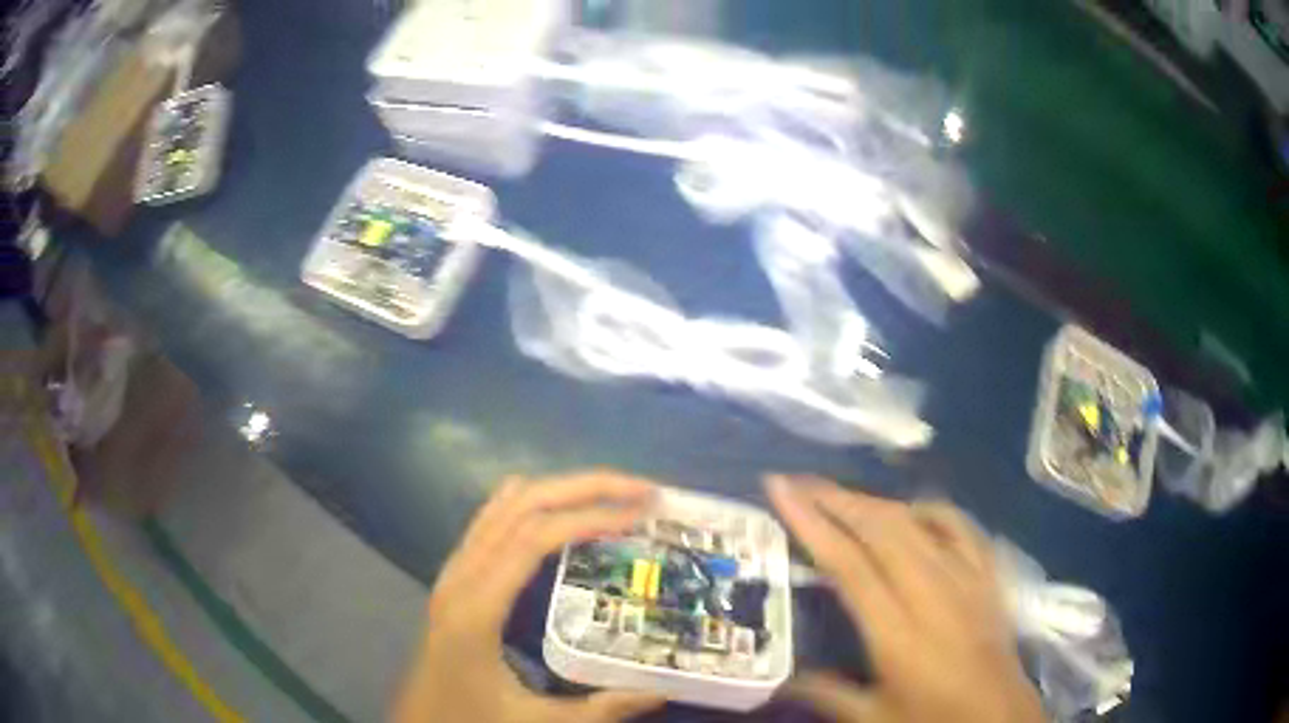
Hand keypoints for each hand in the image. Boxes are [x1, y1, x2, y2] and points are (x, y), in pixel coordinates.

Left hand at [392, 471, 666, 722]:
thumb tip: (659, 690)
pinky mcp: (456, 575)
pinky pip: (492, 520)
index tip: (641, 512)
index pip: (533, 538)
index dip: (589, 516)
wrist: (418, 720)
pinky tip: (560, 511)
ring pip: (504, 504)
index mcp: (477, 608)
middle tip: (642, 491)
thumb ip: (599, 709)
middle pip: (521, 504)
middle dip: (585, 487)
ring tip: (613, 495)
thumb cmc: (470, 718)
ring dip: (560, 489)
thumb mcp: (536, 722)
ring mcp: (454, 570)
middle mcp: (461, 575)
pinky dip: (531, 503)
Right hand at [765, 475, 1043, 722]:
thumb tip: (782, 680)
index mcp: (896, 631)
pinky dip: (930, 510)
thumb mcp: (874, 717)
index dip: (812, 522)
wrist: (999, 716)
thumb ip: (827, 693)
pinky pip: (959, 525)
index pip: (848, 564)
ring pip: (916, 520)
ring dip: (875, 502)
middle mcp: (931, 592)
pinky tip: (913, 512)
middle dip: (836, 498)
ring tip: (842, 496)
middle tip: (799, 481)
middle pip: (881, 528)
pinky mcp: (988, 574)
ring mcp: (965, 576)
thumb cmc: (933, 719)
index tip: (780, 489)